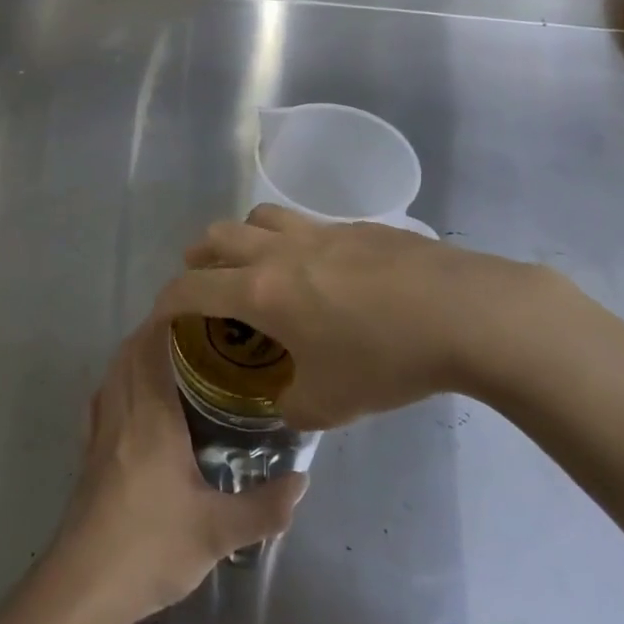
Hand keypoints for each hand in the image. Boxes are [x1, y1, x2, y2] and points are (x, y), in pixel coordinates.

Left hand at [53, 320, 305, 623]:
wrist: (84, 585)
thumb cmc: (151, 546)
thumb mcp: (218, 532)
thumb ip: (264, 507)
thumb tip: (303, 480)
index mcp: (150, 416)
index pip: (151, 347)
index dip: (167, 318)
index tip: (197, 307)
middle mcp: (120, 411)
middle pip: (129, 352)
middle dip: (156, 332)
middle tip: (197, 332)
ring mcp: (99, 431)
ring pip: (114, 373)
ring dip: (136, 354)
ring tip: (173, 358)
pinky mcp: (89, 453)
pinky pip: (103, 398)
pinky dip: (120, 382)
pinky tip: (138, 401)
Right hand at [148, 205, 578, 428]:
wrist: (463, 312)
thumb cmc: (385, 358)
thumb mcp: (331, 404)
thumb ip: (294, 407)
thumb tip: (286, 405)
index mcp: (260, 292)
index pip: (191, 287)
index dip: (166, 300)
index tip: (161, 315)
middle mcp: (279, 252)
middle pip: (218, 235)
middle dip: (200, 257)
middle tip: (205, 281)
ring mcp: (320, 231)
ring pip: (261, 216)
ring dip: (245, 237)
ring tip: (257, 264)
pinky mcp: (357, 227)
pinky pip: (309, 224)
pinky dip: (296, 241)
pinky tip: (324, 272)